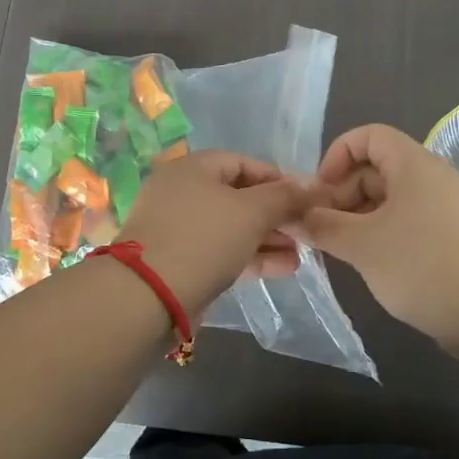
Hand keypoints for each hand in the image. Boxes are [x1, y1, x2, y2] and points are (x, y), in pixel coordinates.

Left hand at [120, 151, 309, 315]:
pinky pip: (220, 251)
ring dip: (267, 239)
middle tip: (305, 230)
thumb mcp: (251, 212)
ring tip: (300, 254)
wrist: (148, 295)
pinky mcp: (178, 260)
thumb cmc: (203, 238)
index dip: (278, 178)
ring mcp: (177, 228)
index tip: (306, 199)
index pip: (243, 162)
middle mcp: (181, 192)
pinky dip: (249, 256)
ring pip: (231, 227)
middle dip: (275, 214)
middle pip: (238, 196)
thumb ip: (283, 196)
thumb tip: (311, 185)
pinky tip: (282, 268)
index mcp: (193, 168)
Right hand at [299, 123, 458, 344]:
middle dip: (342, 193)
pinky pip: (406, 219)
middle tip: (322, 229)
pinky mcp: (451, 234)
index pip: (369, 136)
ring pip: (389, 197)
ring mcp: (445, 206)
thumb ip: (322, 225)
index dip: (337, 155)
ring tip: (339, 248)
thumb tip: (295, 217)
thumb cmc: (420, 265)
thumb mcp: (361, 244)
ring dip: (358, 216)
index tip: (320, 192)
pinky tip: (368, 260)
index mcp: (413, 164)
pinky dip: (381, 231)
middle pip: (376, 167)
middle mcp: (431, 176)